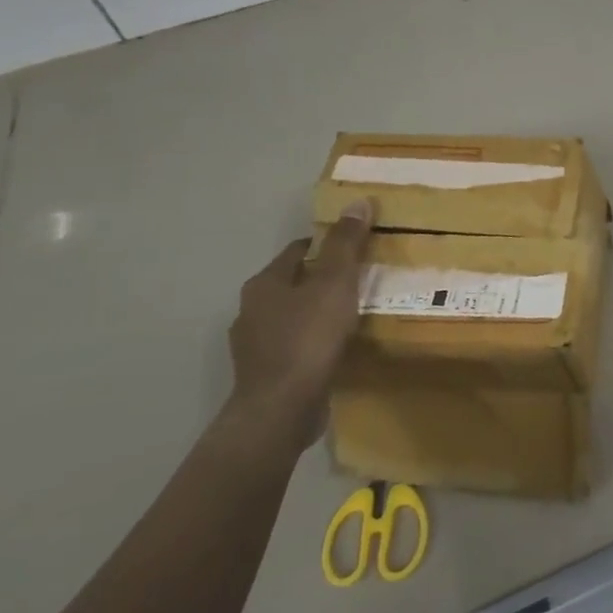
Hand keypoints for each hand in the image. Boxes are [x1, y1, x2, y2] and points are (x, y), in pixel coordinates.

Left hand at [225, 201, 372, 452]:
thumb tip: (358, 201)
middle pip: (294, 284)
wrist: (280, 410)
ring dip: (319, 314)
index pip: (298, 251)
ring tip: (354, 315)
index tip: (356, 247)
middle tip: (361, 280)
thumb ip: (347, 244)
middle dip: (324, 280)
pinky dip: (315, 344)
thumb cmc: (308, 338)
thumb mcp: (335, 283)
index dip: (328, 245)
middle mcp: (252, 311)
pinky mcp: (267, 376)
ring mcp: (256, 347)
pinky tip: (338, 349)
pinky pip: (296, 348)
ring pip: (294, 318)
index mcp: (264, 284)